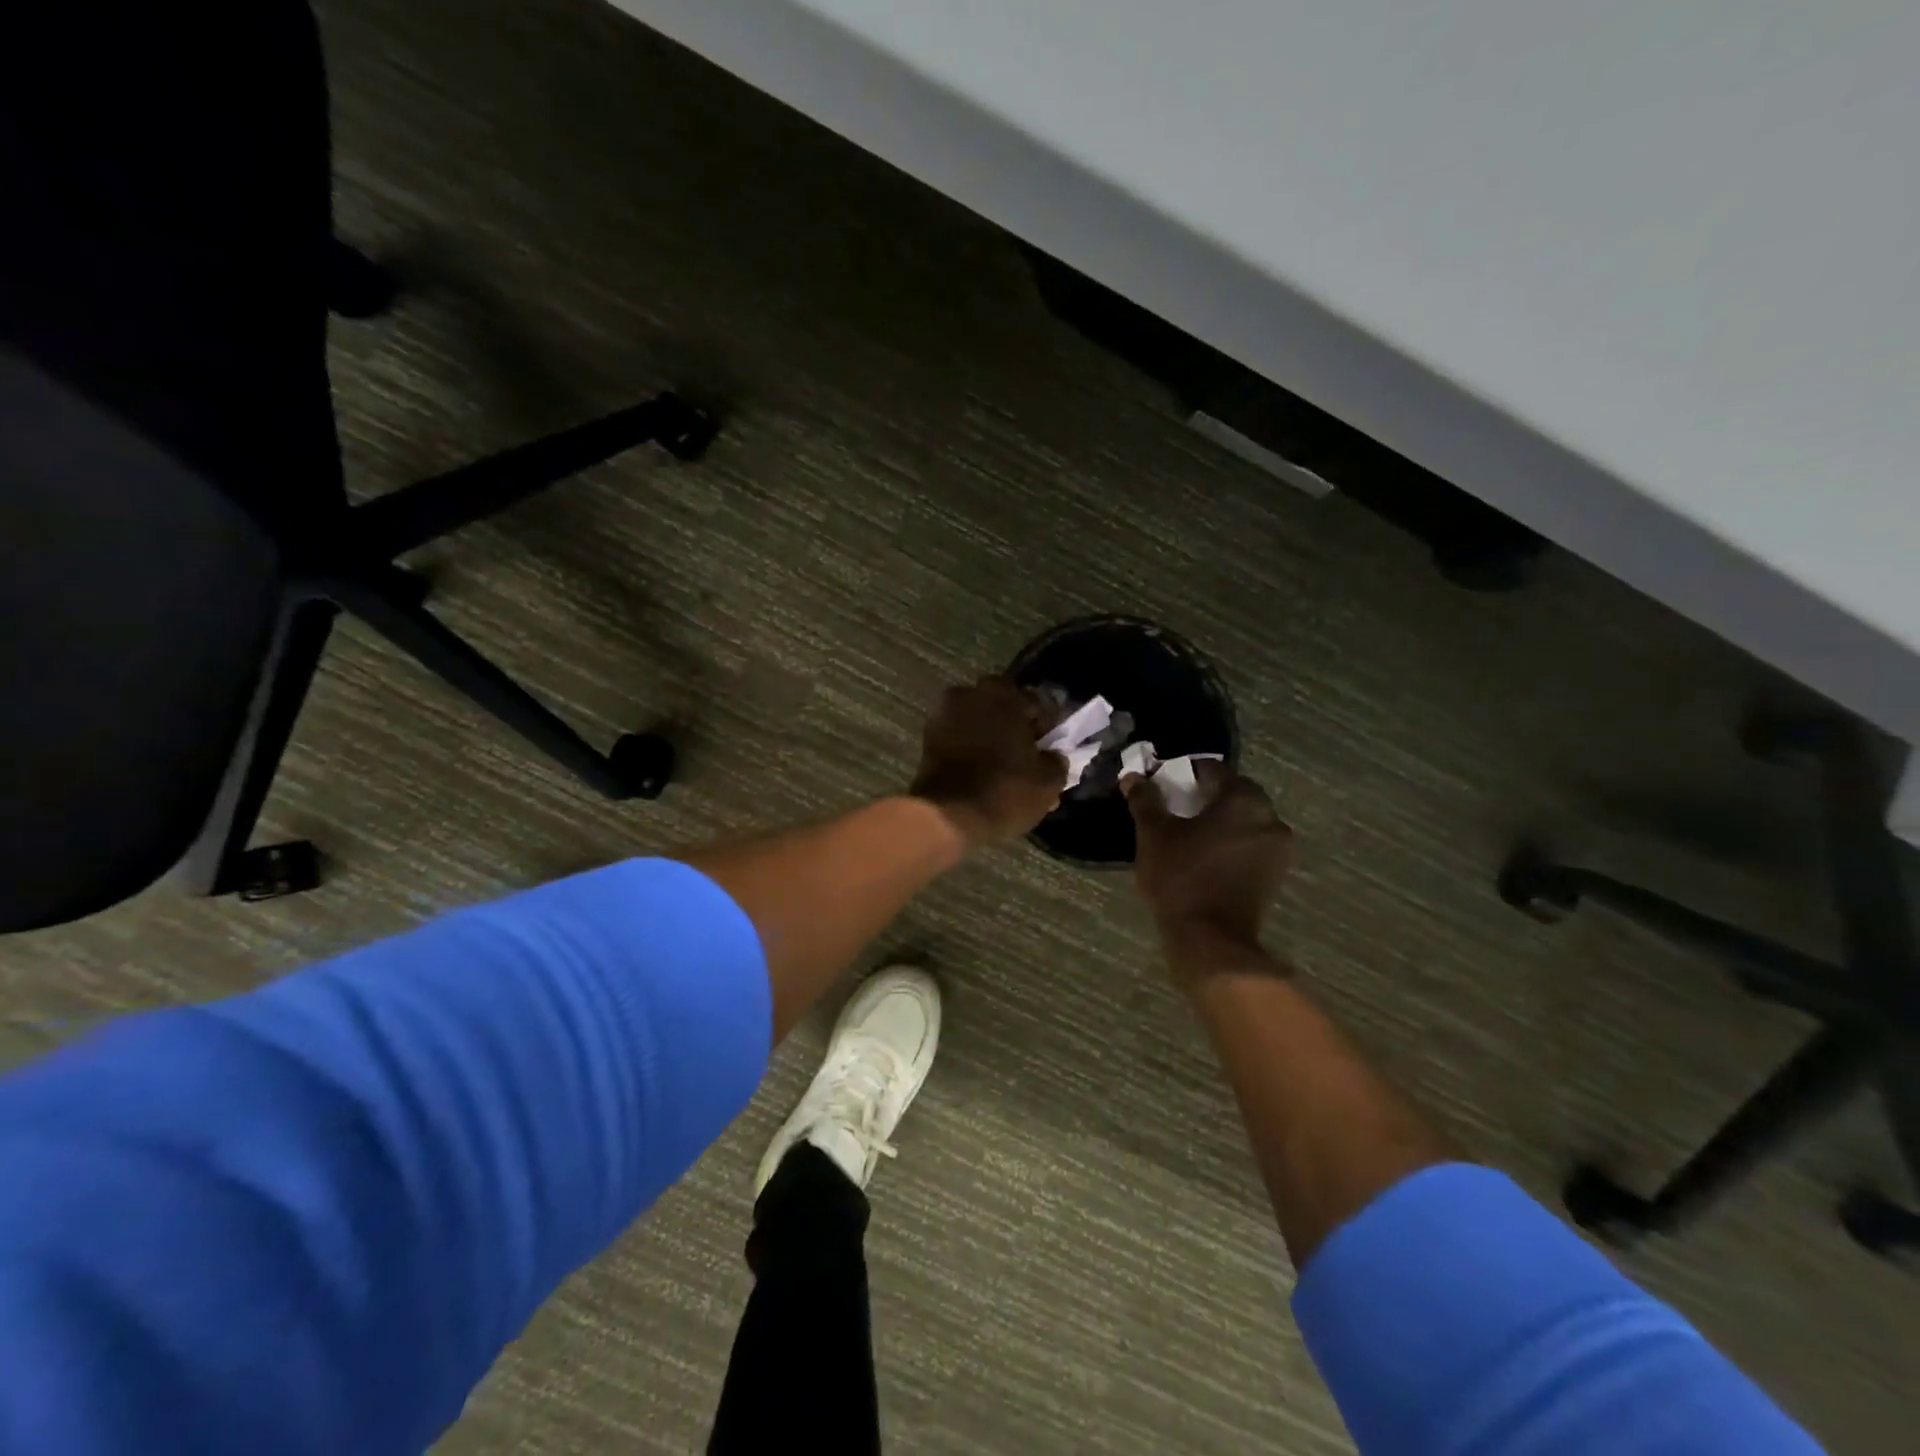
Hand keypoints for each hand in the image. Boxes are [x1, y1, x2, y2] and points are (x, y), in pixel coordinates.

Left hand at [910, 679, 1066, 844]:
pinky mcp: (928, 737)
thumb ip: (1057, 761)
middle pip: (1005, 709)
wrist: (945, 816)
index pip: (1038, 704)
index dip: (1049, 728)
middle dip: (1017, 729)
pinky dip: (973, 749)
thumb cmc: (1004, 791)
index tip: (1052, 749)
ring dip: (993, 738)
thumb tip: (1053, 755)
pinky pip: (961, 737)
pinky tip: (984, 773)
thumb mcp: (1047, 782)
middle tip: (1029, 757)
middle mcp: (971, 694)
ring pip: (981, 722)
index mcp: (1004, 694)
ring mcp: (945, 714)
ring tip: (1006, 769)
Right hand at [1125, 763, 1291, 968]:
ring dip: (1221, 820)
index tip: (1163, 783)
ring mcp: (1278, 848)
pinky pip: (1251, 844)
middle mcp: (1270, 817)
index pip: (1213, 770)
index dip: (1185, 773)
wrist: (1211, 939)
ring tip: (1190, 833)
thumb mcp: (1153, 834)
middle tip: (1175, 807)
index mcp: (1243, 799)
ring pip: (1245, 820)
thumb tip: (1132, 777)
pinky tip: (1206, 854)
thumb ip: (1145, 800)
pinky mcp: (1275, 874)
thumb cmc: (1181, 877)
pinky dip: (1231, 842)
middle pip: (1234, 794)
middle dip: (1205, 796)